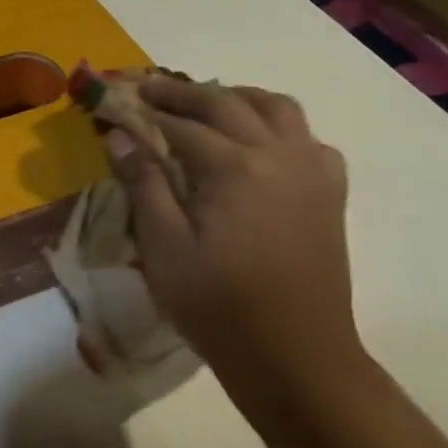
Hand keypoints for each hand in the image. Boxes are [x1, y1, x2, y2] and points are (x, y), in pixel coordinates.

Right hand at [103, 77, 360, 395]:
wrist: (295, 357)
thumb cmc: (218, 305)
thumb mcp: (164, 246)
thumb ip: (143, 183)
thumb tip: (119, 134)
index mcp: (235, 167)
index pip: (182, 125)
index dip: (146, 112)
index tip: (118, 103)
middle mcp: (279, 155)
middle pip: (228, 103)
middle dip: (184, 93)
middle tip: (151, 90)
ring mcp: (311, 172)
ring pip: (277, 107)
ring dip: (237, 97)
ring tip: (206, 104)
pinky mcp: (329, 193)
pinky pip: (308, 139)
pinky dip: (279, 128)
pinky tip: (259, 145)